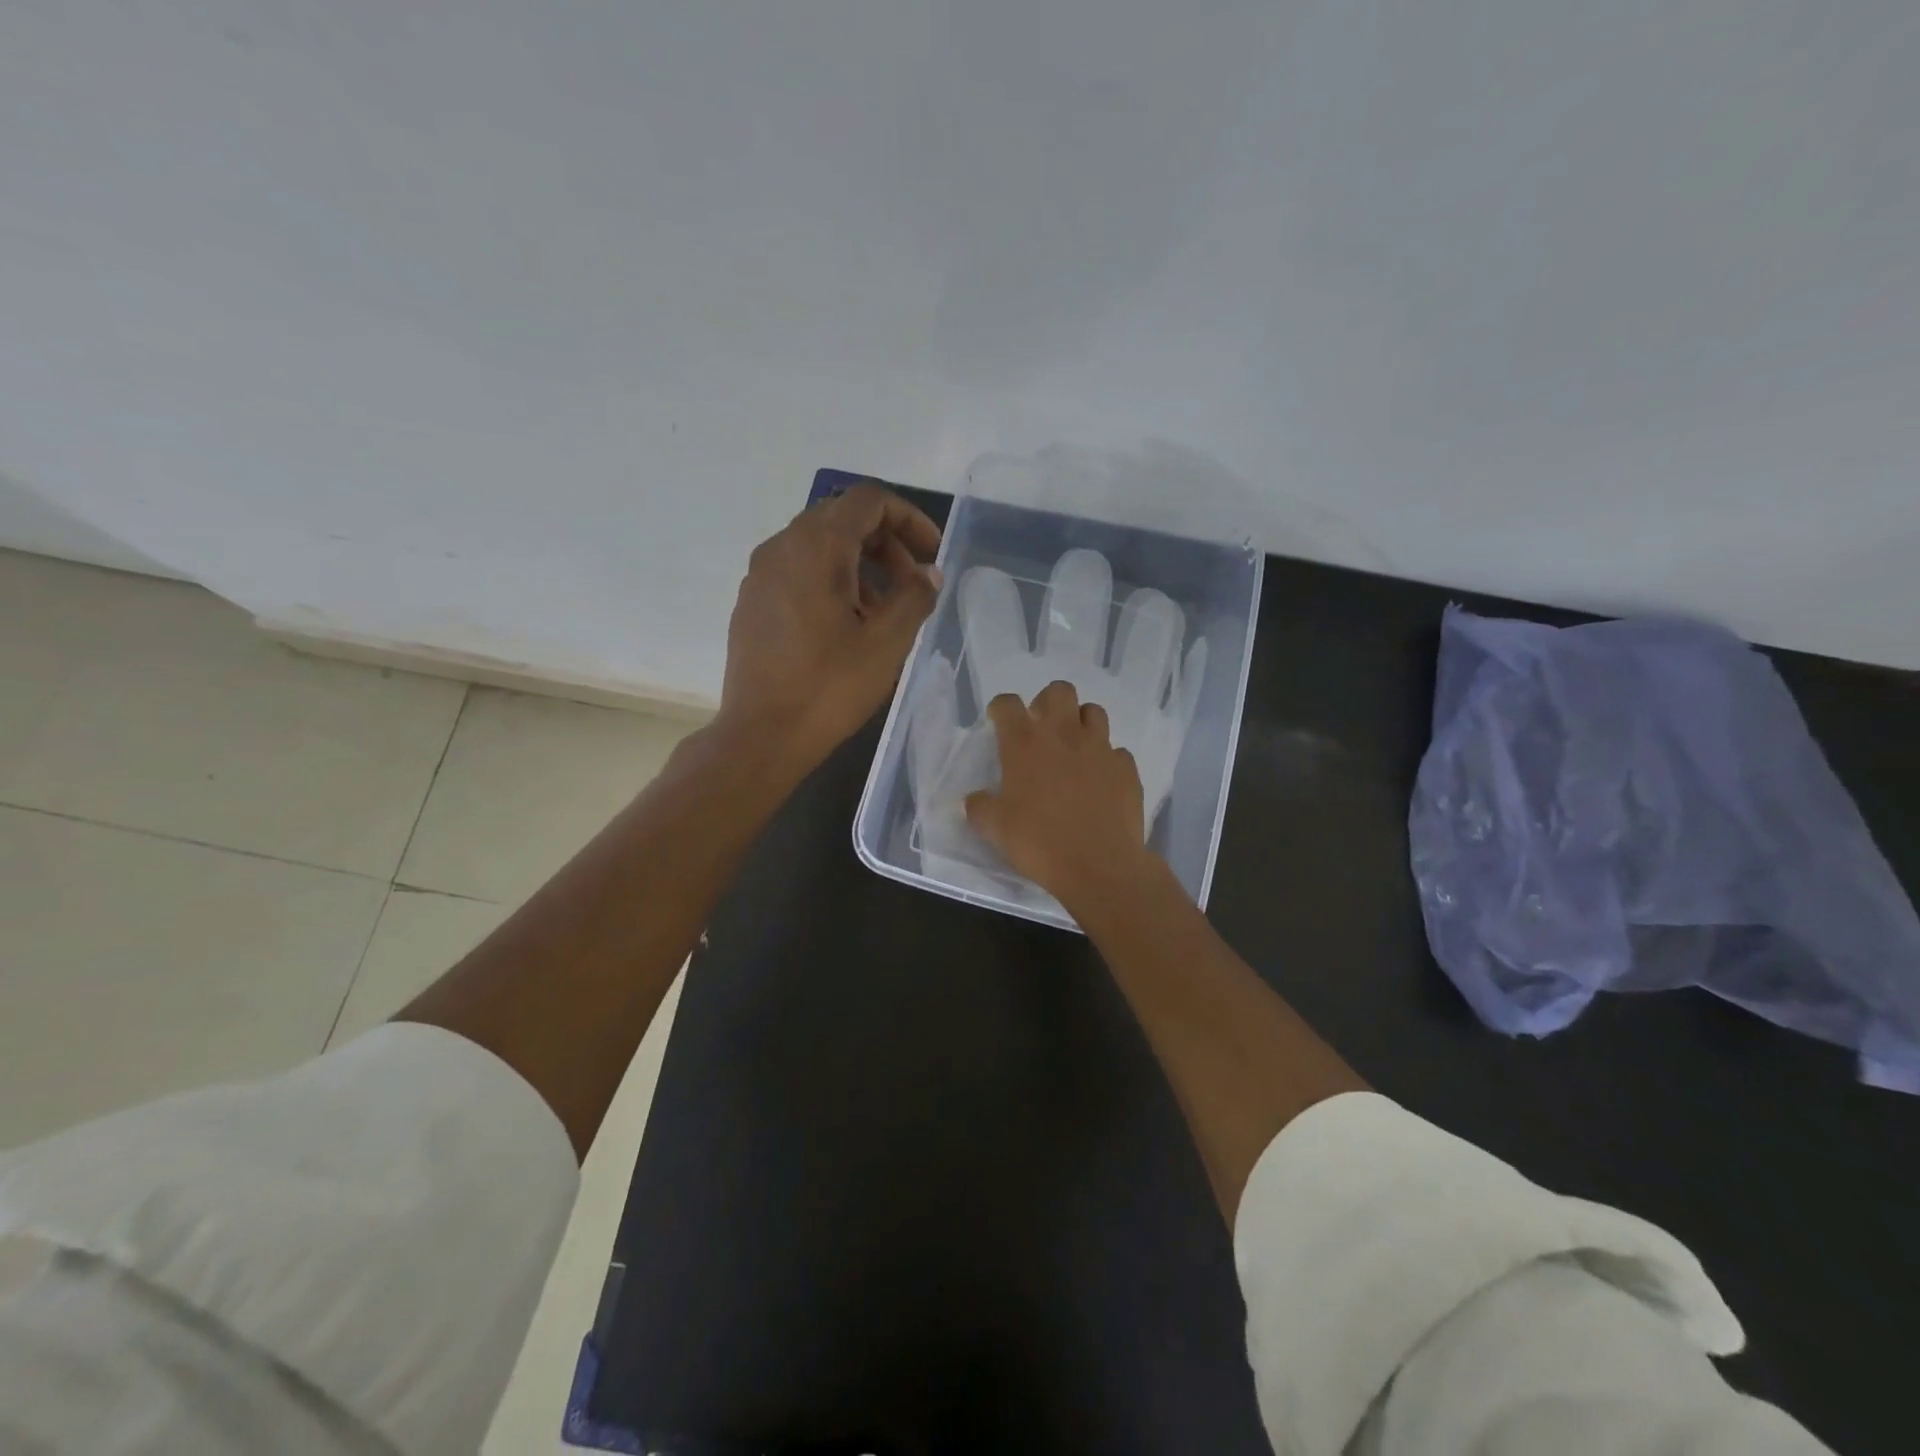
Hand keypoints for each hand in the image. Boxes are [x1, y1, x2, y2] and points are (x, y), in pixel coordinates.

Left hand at [720, 483, 941, 768]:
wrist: (761, 735)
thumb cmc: (829, 687)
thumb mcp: (887, 642)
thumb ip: (914, 597)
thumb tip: (928, 574)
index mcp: (816, 546)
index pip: (869, 500)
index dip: (909, 518)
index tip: (931, 554)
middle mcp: (781, 546)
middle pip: (842, 518)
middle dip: (886, 543)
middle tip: (912, 585)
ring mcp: (760, 575)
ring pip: (819, 546)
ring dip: (860, 565)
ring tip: (883, 612)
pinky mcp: (751, 602)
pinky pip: (797, 571)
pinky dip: (830, 581)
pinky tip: (845, 626)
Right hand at [965, 680, 1157, 904]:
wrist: (1099, 866)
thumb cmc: (1039, 842)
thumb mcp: (994, 829)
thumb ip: (980, 807)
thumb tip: (975, 800)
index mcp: (1025, 743)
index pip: (1007, 703)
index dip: (1001, 709)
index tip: (998, 723)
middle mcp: (1064, 734)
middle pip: (1059, 691)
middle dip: (1048, 703)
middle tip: (1041, 729)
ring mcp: (1100, 748)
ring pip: (1093, 712)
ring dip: (1081, 723)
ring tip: (1073, 749)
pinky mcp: (1126, 768)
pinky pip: (1116, 752)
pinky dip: (1107, 760)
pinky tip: (1100, 781)